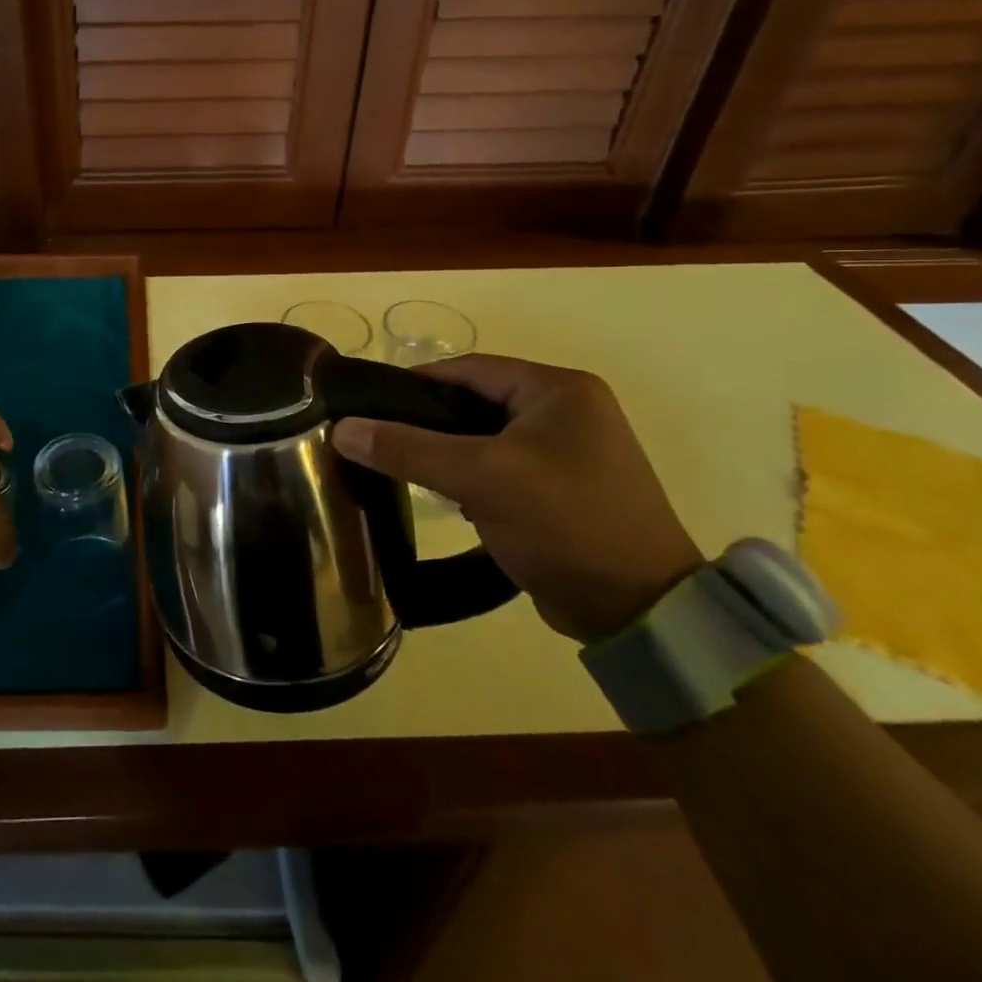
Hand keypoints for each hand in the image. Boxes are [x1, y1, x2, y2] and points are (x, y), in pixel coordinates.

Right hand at [332, 355, 703, 642]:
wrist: (640, 612)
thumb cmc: (564, 522)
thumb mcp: (481, 477)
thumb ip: (408, 448)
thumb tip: (341, 429)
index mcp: (558, 390)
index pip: (467, 369)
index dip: (414, 384)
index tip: (367, 405)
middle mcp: (567, 411)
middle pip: (474, 403)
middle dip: (427, 423)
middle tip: (379, 441)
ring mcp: (568, 453)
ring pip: (484, 439)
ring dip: (447, 454)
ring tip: (403, 471)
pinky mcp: (563, 490)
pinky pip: (501, 468)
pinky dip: (470, 478)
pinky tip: (445, 499)